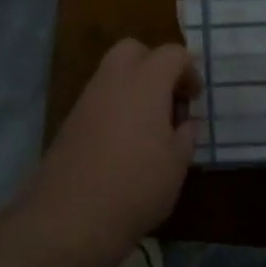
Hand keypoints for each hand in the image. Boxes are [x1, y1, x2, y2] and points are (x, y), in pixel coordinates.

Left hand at [28, 40, 200, 255]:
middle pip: (133, 50)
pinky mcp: (70, 120)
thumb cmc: (136, 186)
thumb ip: (185, 135)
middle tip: (168, 98)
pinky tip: (124, 141)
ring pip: (112, 72)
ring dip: (133, 86)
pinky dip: (115, 105)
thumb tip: (185, 122)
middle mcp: (113, 80)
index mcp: (145, 83)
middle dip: (154, 64)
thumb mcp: (177, 164)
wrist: (71, 216)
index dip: (189, 71)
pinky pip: (98, 98)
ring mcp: (87, 99)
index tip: (194, 99)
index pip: (172, 54)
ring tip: (149, 124)